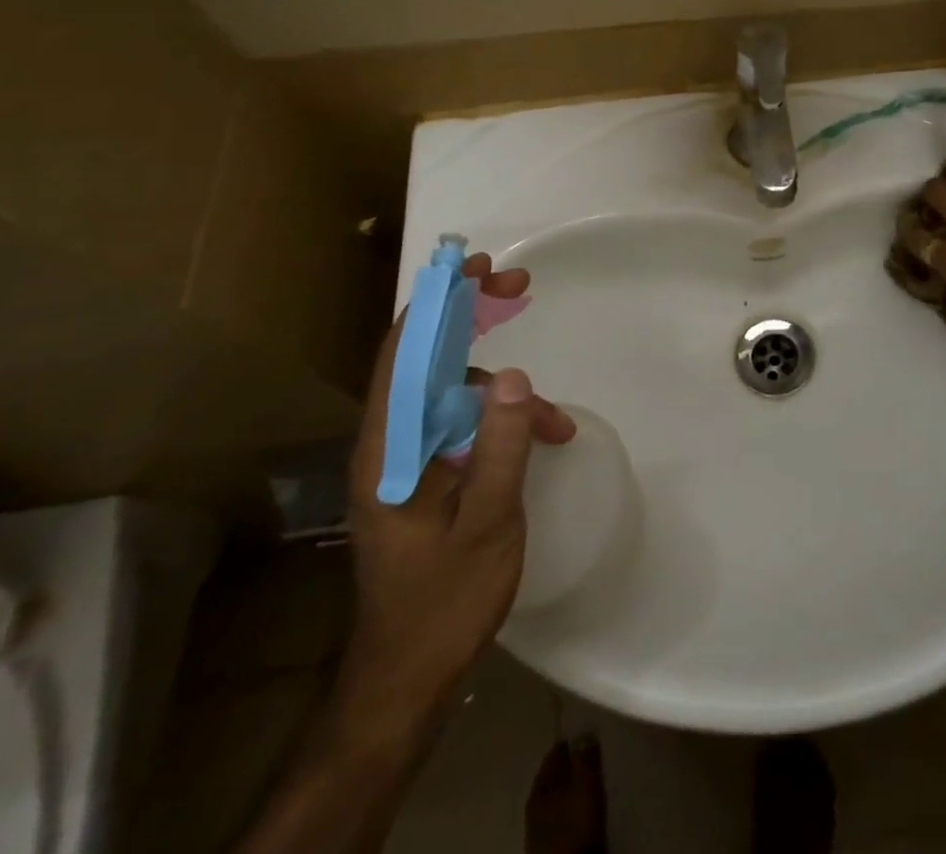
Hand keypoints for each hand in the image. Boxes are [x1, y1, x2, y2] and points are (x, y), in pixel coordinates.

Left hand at [339, 252, 575, 732]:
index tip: (476, 269)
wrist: (409, 676)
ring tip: (557, 418)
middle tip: (516, 288)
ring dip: (504, 390)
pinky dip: (504, 423)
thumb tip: (518, 377)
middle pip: (425, 357)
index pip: (402, 352)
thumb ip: (502, 447)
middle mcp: (390, 442)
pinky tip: (545, 441)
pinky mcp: (427, 475)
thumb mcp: (488, 522)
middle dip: (470, 318)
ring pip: (453, 393)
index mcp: (389, 447)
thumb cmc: (443, 600)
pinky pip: (466, 427)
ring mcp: (408, 459)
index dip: (436, 302)